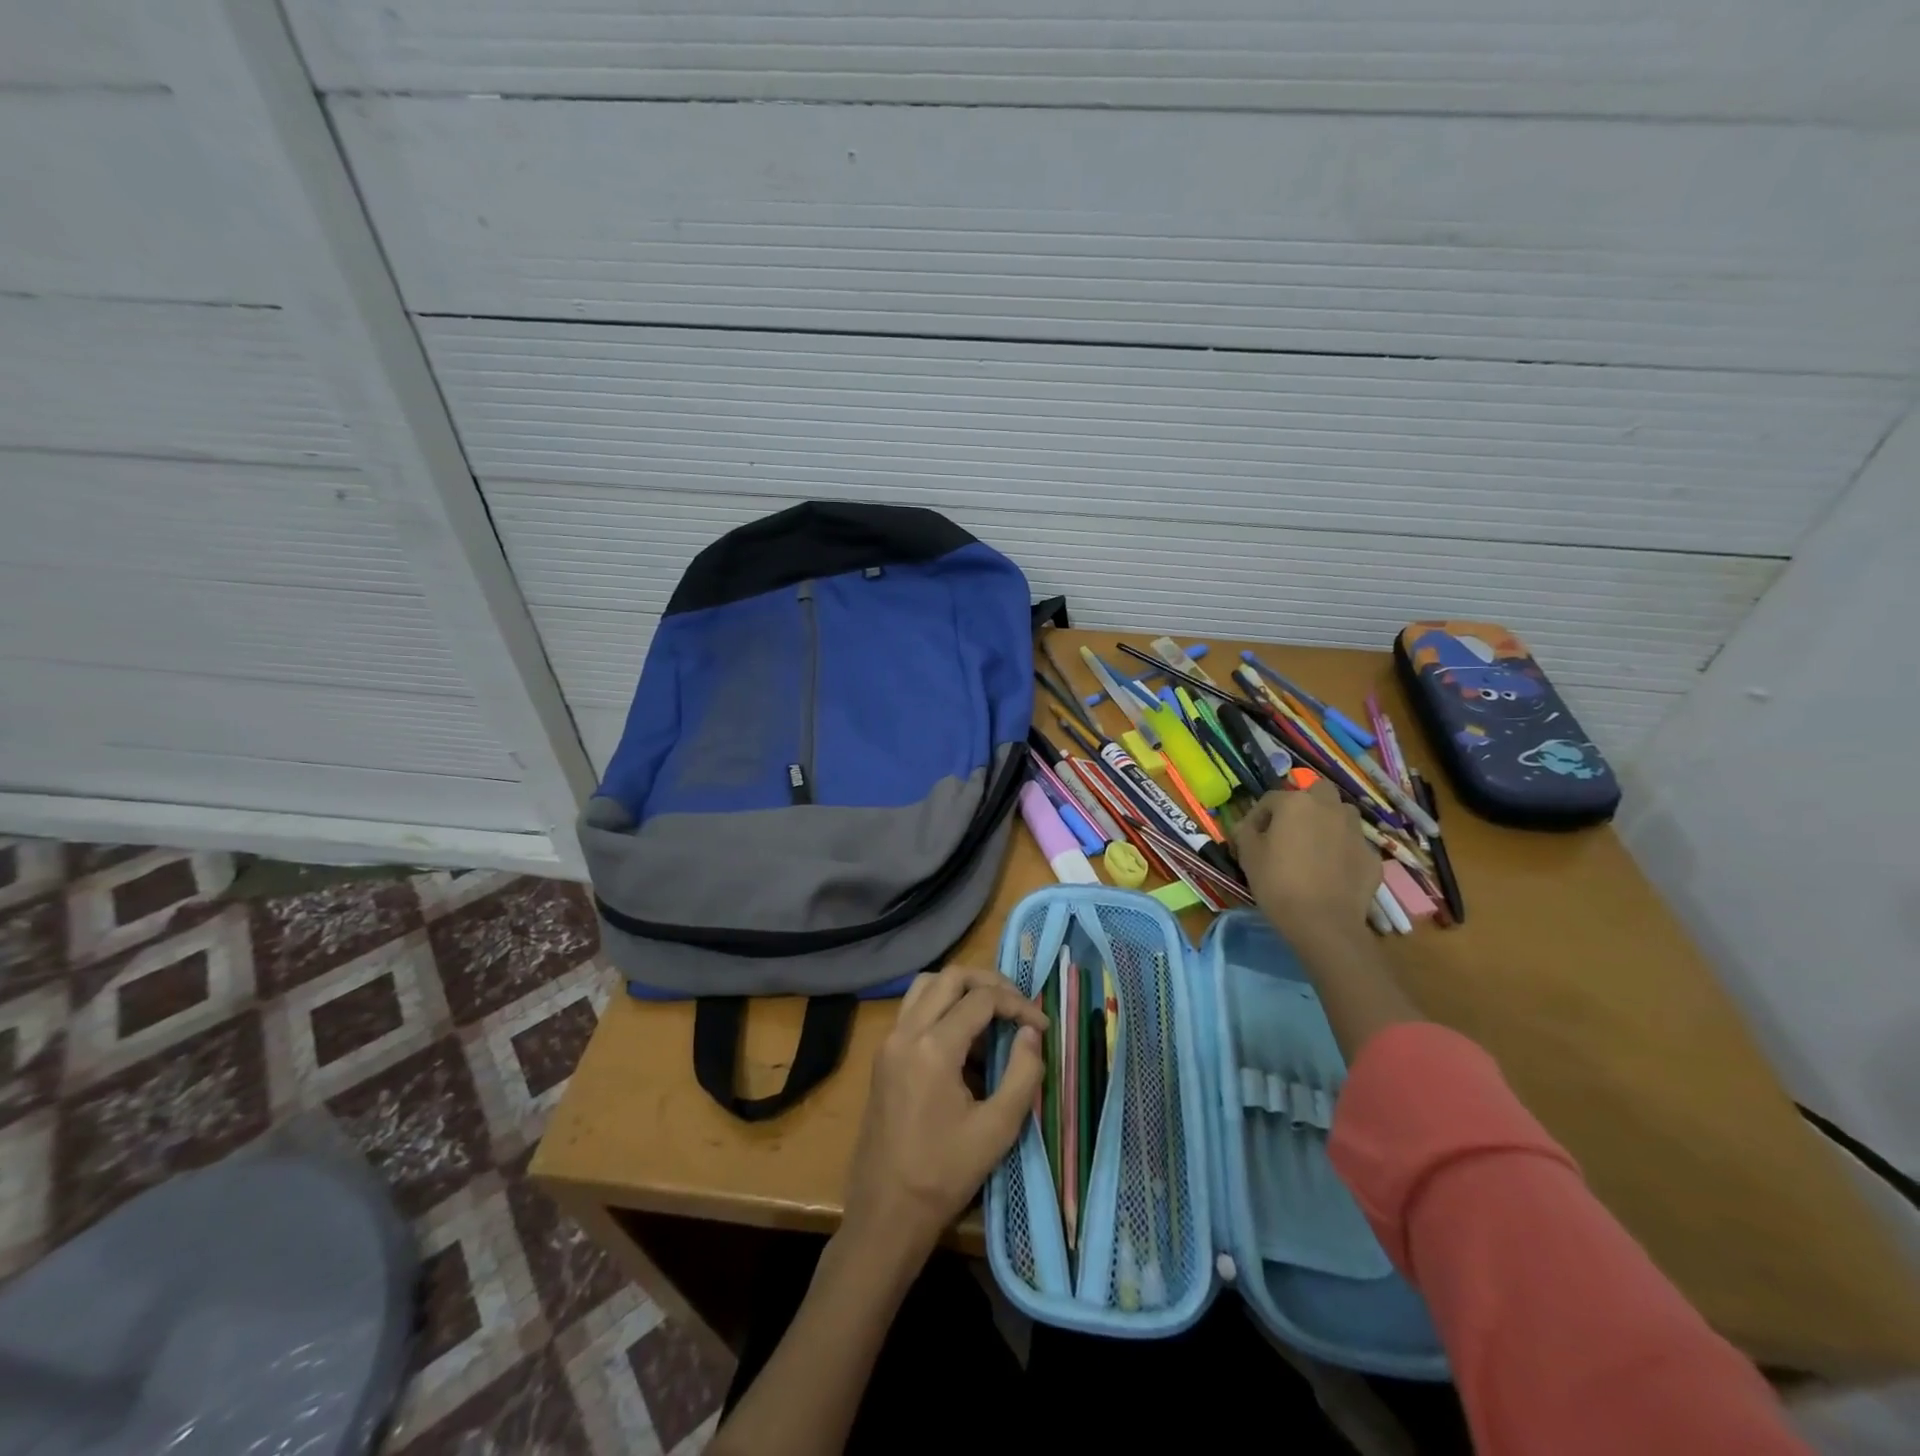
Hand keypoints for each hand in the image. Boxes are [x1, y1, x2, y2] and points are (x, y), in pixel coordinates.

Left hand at [842, 966, 1047, 1261]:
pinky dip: (941, 1006)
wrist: (886, 1212)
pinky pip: (914, 1010)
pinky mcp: (883, 1056)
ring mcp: (889, 1042)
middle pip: (950, 978)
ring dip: (961, 989)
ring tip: (993, 1012)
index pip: (981, 999)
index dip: (1017, 1004)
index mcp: (933, 1047)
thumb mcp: (997, 1129)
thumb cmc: (944, 1174)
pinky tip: (965, 1038)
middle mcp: (906, 1032)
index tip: (1042, 1025)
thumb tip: (1031, 1032)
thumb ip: (1022, 1073)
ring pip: (926, 986)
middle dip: (989, 983)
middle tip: (1018, 1005)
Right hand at [1232, 781, 1380, 951]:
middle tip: (1290, 830)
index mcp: (1296, 803)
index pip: (1270, 799)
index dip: (1257, 817)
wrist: (1324, 923)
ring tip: (1314, 848)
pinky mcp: (1372, 856)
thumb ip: (1245, 832)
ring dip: (1328, 823)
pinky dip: (1342, 851)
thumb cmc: (1278, 883)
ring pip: (1341, 815)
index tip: (1251, 837)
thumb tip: (1247, 826)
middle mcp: (1329, 808)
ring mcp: (1355, 831)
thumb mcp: (1248, 855)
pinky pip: (1353, 844)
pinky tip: (1332, 872)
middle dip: (1304, 805)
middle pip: (1317, 793)